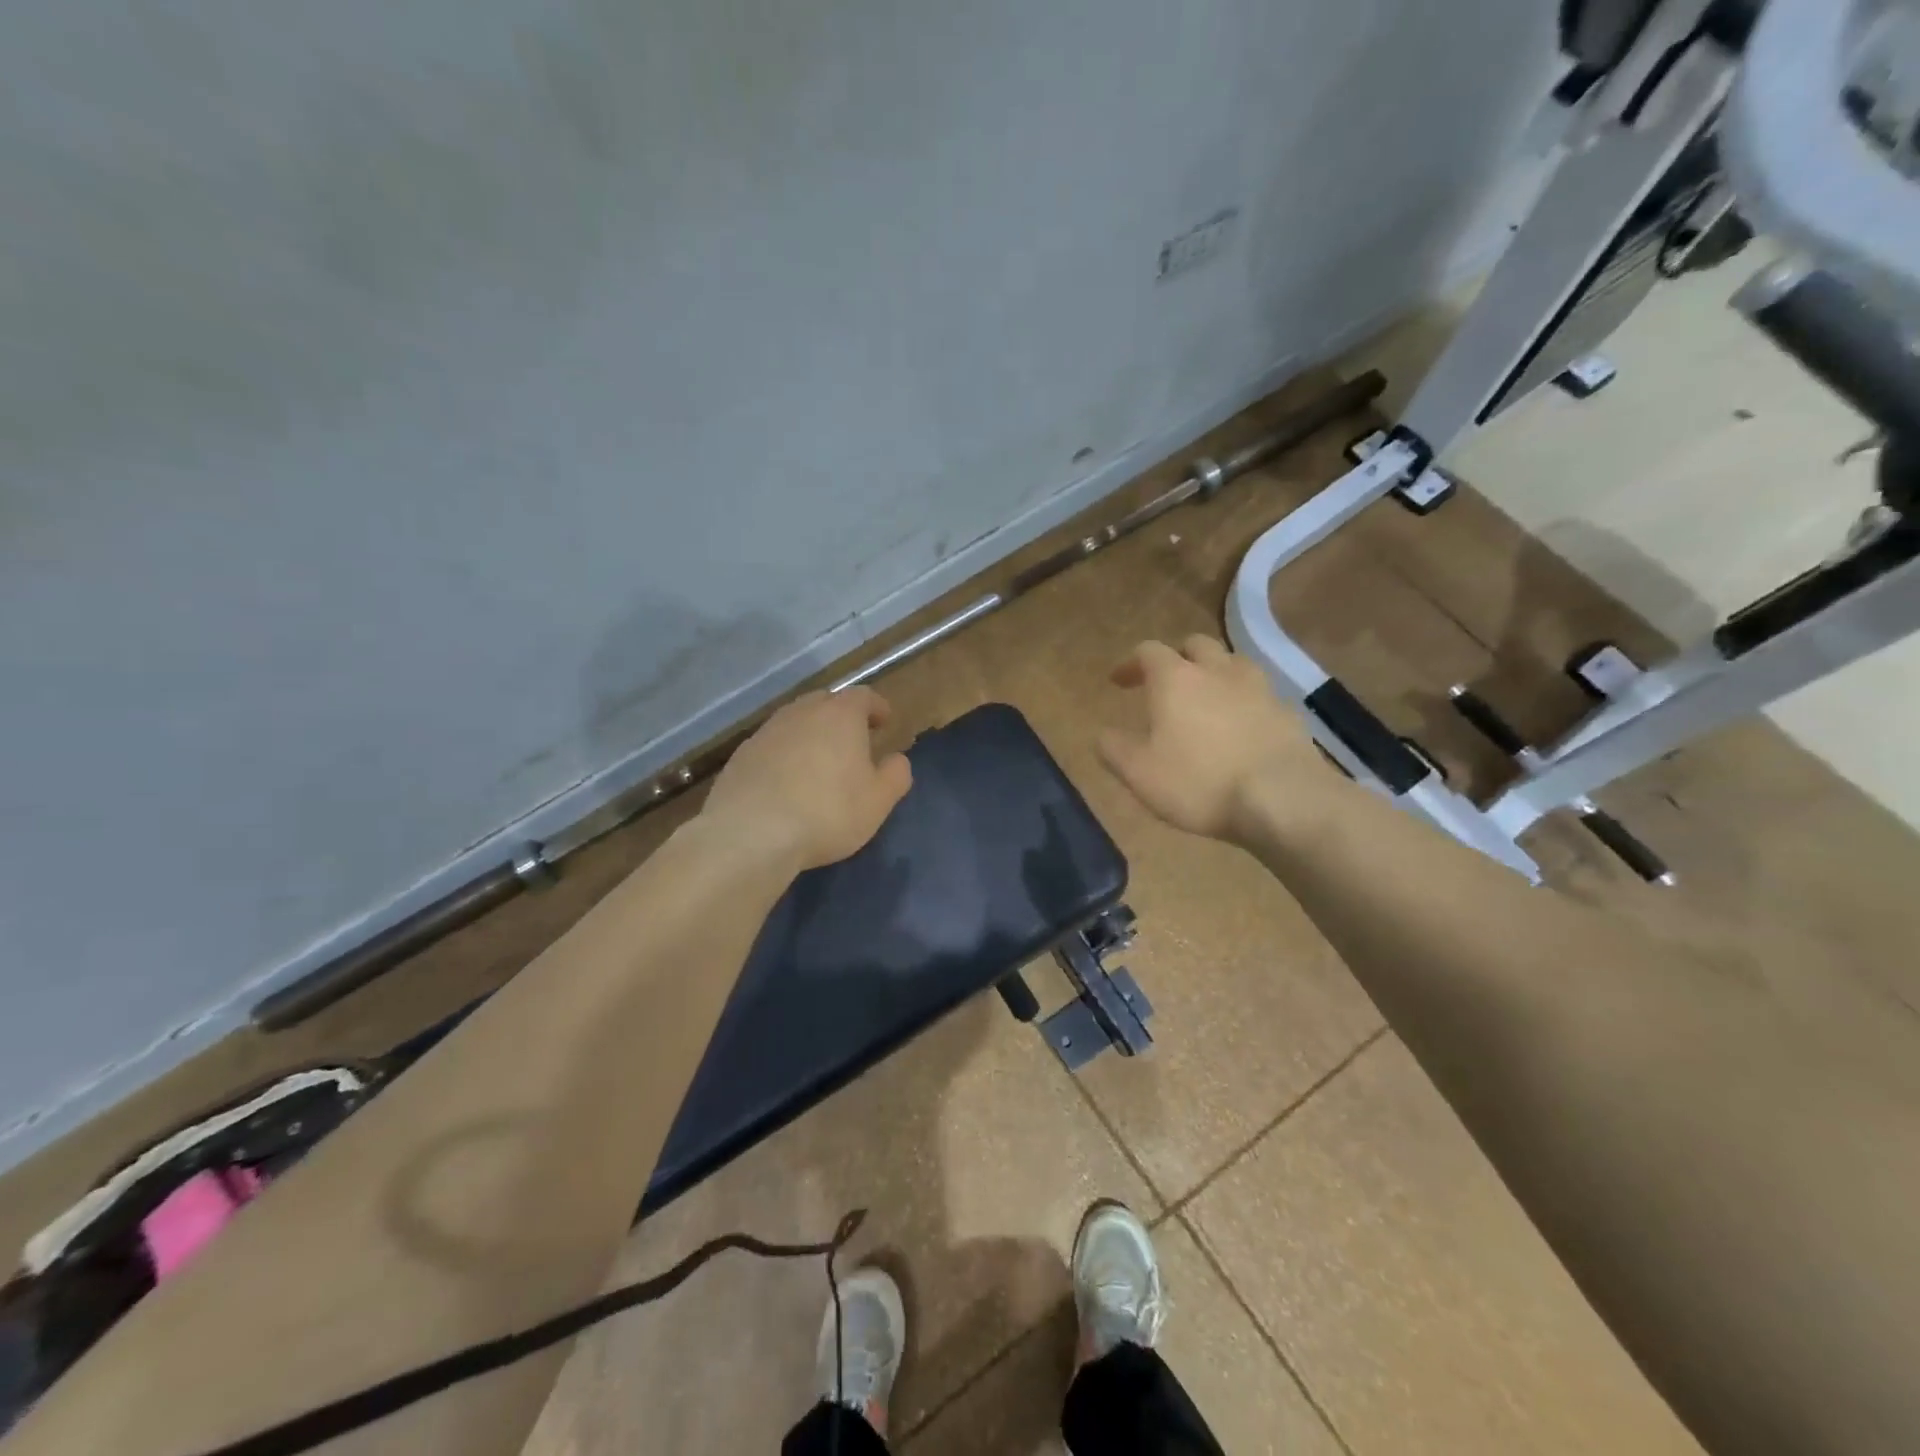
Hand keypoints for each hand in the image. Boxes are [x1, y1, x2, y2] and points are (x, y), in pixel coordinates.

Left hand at [702, 687, 913, 870]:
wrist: (751, 833)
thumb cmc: (827, 812)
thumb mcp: (878, 801)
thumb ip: (895, 775)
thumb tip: (896, 760)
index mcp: (841, 715)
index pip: (863, 696)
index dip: (876, 707)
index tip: (884, 721)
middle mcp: (802, 712)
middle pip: (826, 702)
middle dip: (842, 716)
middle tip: (852, 739)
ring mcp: (767, 731)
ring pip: (796, 722)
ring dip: (810, 734)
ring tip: (819, 761)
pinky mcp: (741, 754)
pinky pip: (772, 745)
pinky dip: (785, 755)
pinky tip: (787, 781)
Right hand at [1098, 635, 1329, 844]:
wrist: (1283, 800)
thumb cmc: (1199, 782)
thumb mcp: (1139, 774)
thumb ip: (1114, 749)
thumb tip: (1103, 734)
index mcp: (1176, 679)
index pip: (1148, 651)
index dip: (1131, 663)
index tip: (1119, 682)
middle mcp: (1218, 671)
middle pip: (1196, 645)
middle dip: (1177, 658)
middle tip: (1166, 683)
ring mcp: (1259, 688)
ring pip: (1233, 663)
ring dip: (1215, 673)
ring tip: (1206, 699)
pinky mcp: (1288, 712)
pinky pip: (1260, 694)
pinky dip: (1244, 701)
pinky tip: (1241, 728)